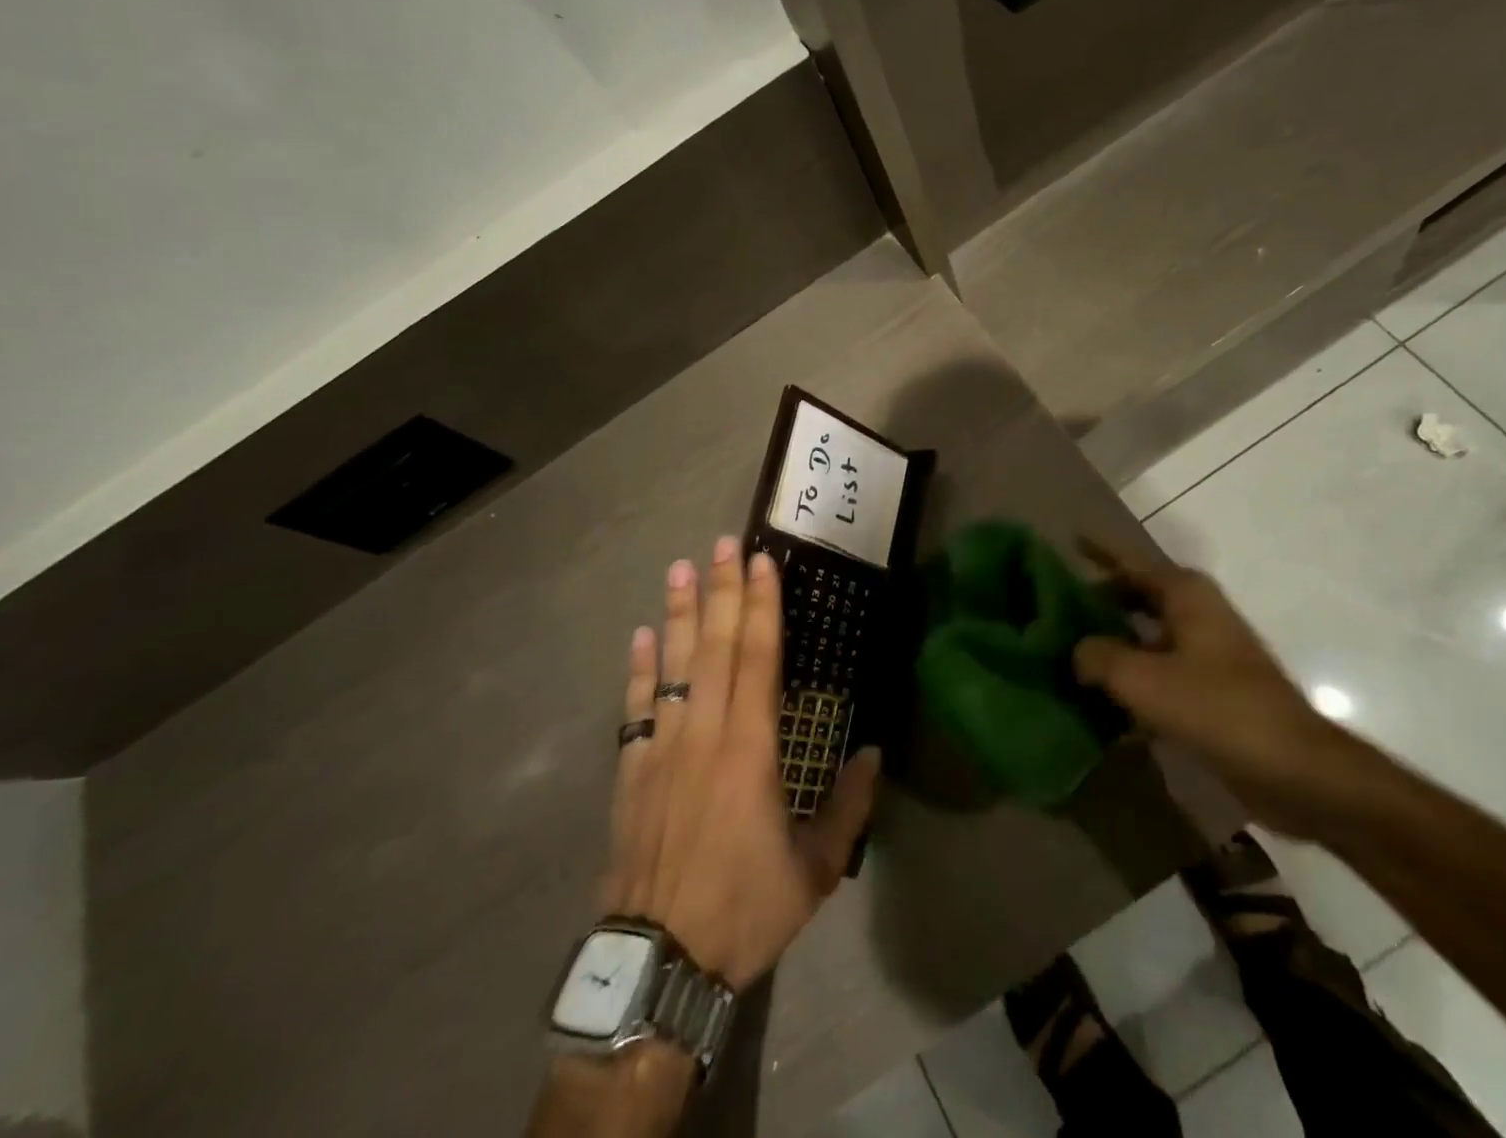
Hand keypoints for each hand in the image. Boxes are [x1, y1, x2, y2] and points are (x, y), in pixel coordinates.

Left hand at [599, 537, 878, 989]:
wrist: (658, 962)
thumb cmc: (744, 909)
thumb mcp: (814, 869)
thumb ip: (848, 807)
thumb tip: (874, 753)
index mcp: (751, 748)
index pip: (758, 658)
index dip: (762, 605)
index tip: (760, 561)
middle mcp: (705, 733)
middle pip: (715, 646)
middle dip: (722, 589)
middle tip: (721, 542)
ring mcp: (662, 747)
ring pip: (672, 665)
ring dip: (677, 613)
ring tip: (680, 568)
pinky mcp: (631, 771)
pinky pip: (635, 707)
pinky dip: (638, 669)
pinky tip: (640, 636)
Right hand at [1073, 538, 1346, 838]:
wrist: (1293, 769)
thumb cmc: (1216, 707)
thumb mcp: (1142, 679)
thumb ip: (1098, 657)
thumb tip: (1077, 651)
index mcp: (1185, 595)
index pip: (1130, 561)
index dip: (1100, 549)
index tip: (1070, 537)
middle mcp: (1196, 614)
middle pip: (1137, 595)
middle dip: (1099, 598)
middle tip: (1055, 604)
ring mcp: (1206, 652)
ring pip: (1145, 635)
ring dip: (1112, 641)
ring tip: (1068, 649)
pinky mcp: (1210, 690)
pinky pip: (1158, 670)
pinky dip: (1131, 676)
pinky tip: (1099, 698)